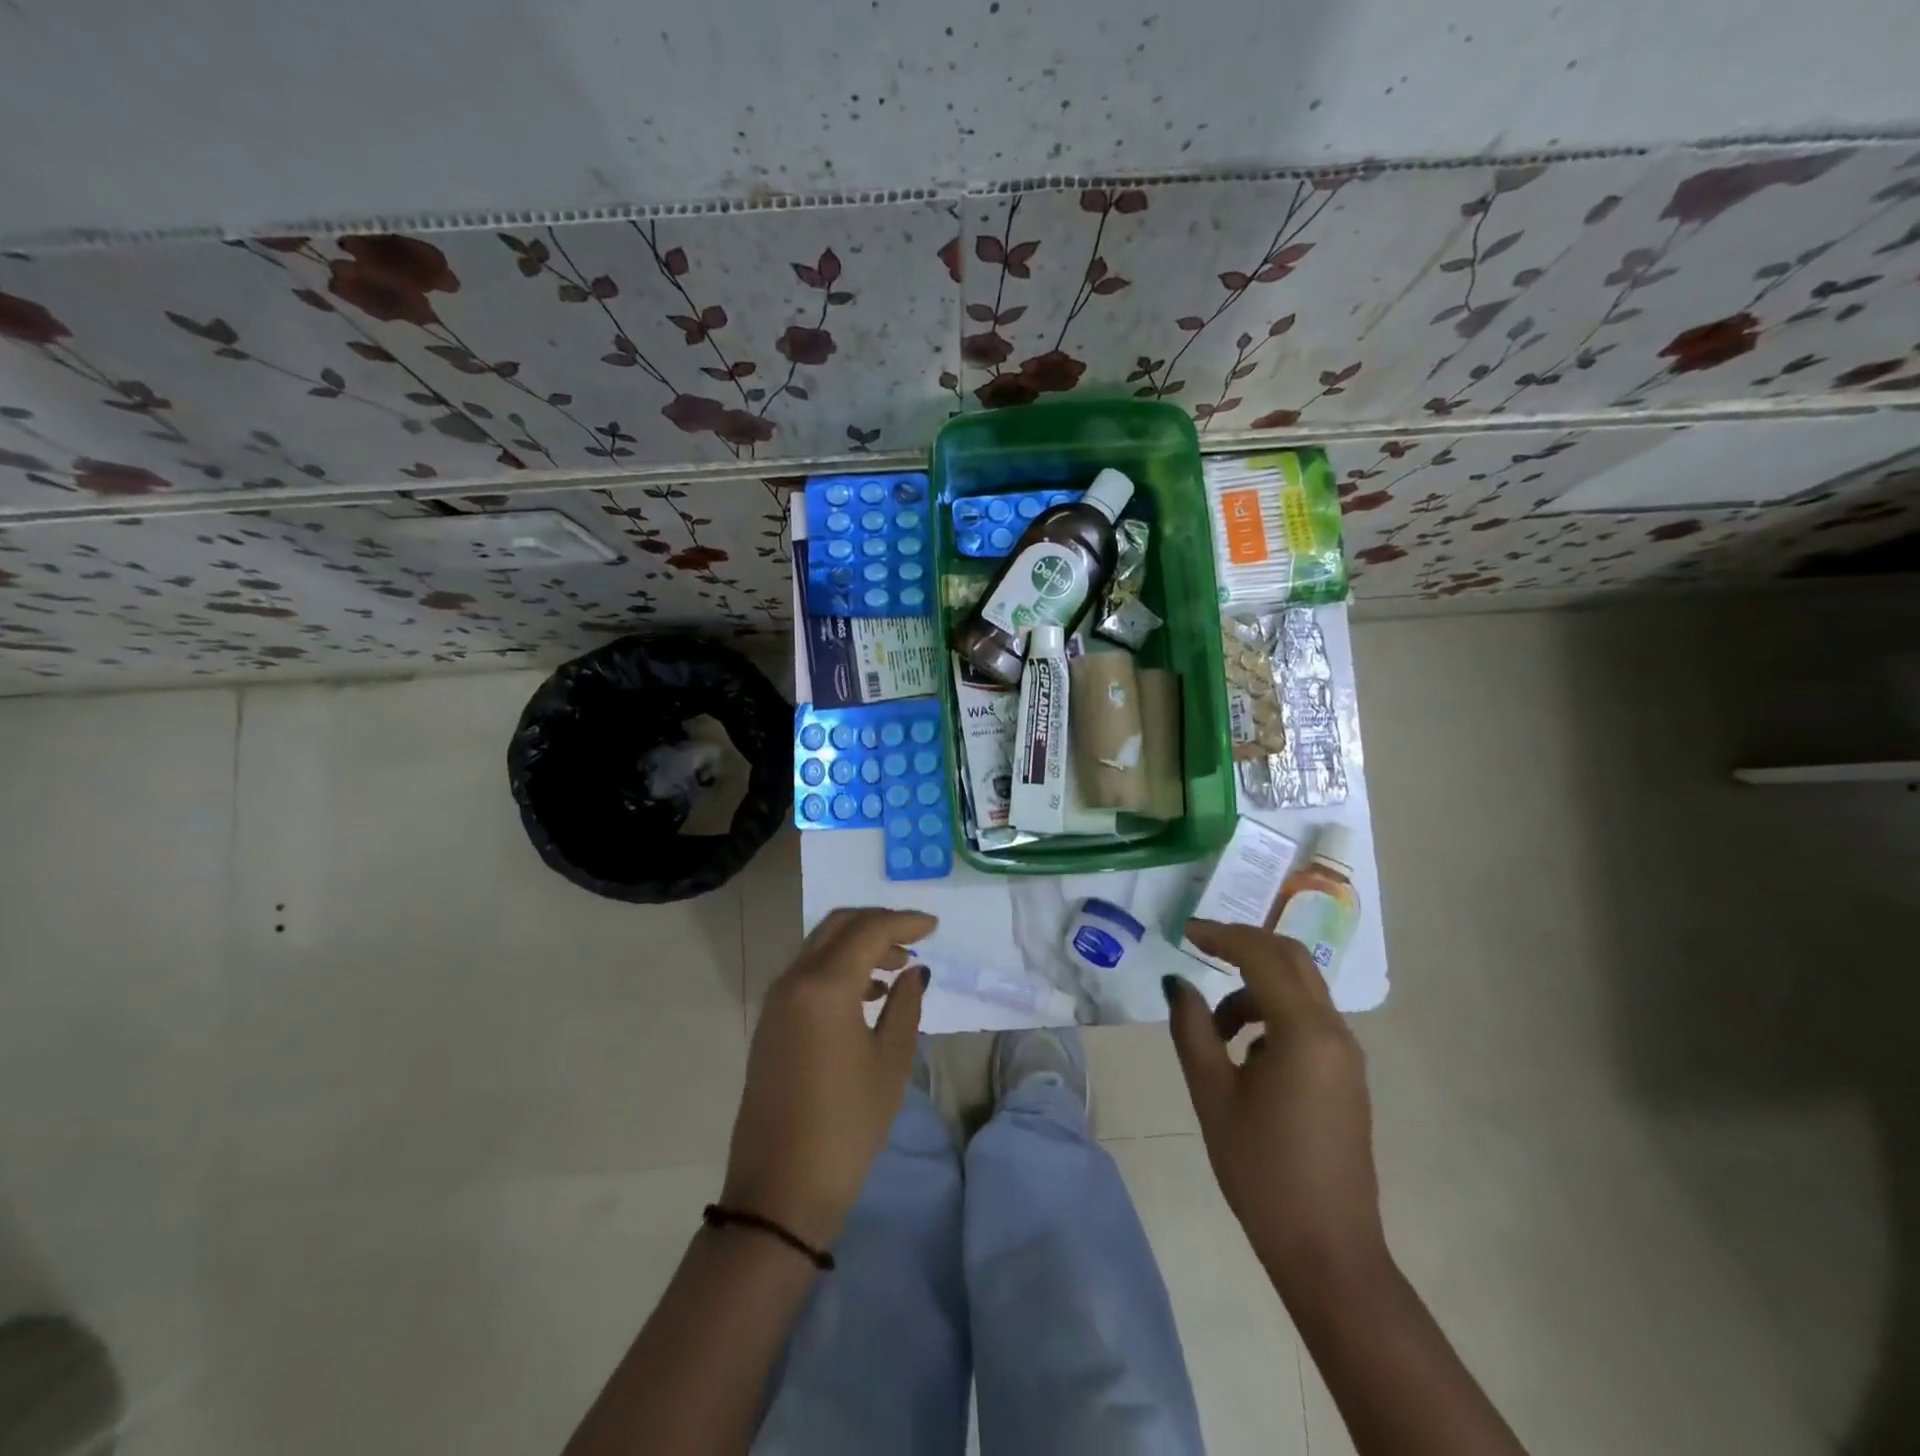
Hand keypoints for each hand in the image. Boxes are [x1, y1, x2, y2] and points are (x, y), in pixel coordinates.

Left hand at [720, 908, 935, 1251]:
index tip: (935, 927)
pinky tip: (867, 994)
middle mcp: (794, 980)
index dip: (905, 921)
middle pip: (839, 926)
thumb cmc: (846, 1126)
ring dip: (858, 945)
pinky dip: (839, 967)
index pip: (869, 930)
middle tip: (914, 939)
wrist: (779, 1192)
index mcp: (824, 986)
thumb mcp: (890, 1063)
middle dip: (878, 923)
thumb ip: (905, 1005)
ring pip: (820, 946)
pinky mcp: (770, 1022)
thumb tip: (913, 971)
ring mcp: (776, 1001)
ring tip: (896, 969)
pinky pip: (807, 973)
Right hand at [1165, 920, 1387, 1299]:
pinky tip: (1243, 1053)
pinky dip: (1271, 1013)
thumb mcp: (1212, 1094)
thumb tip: (1176, 983)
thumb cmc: (1262, 1170)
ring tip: (1213, 1028)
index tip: (1185, 931)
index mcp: (1304, 1032)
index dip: (1222, 935)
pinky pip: (1307, 1019)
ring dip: (1254, 988)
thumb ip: (1191, 1028)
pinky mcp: (1345, 1075)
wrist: (1327, 1249)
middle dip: (1244, 946)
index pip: (1262, 956)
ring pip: (1299, 990)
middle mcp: (1334, 1032)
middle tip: (1200, 948)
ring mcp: (1345, 1054)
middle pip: (1291, 959)